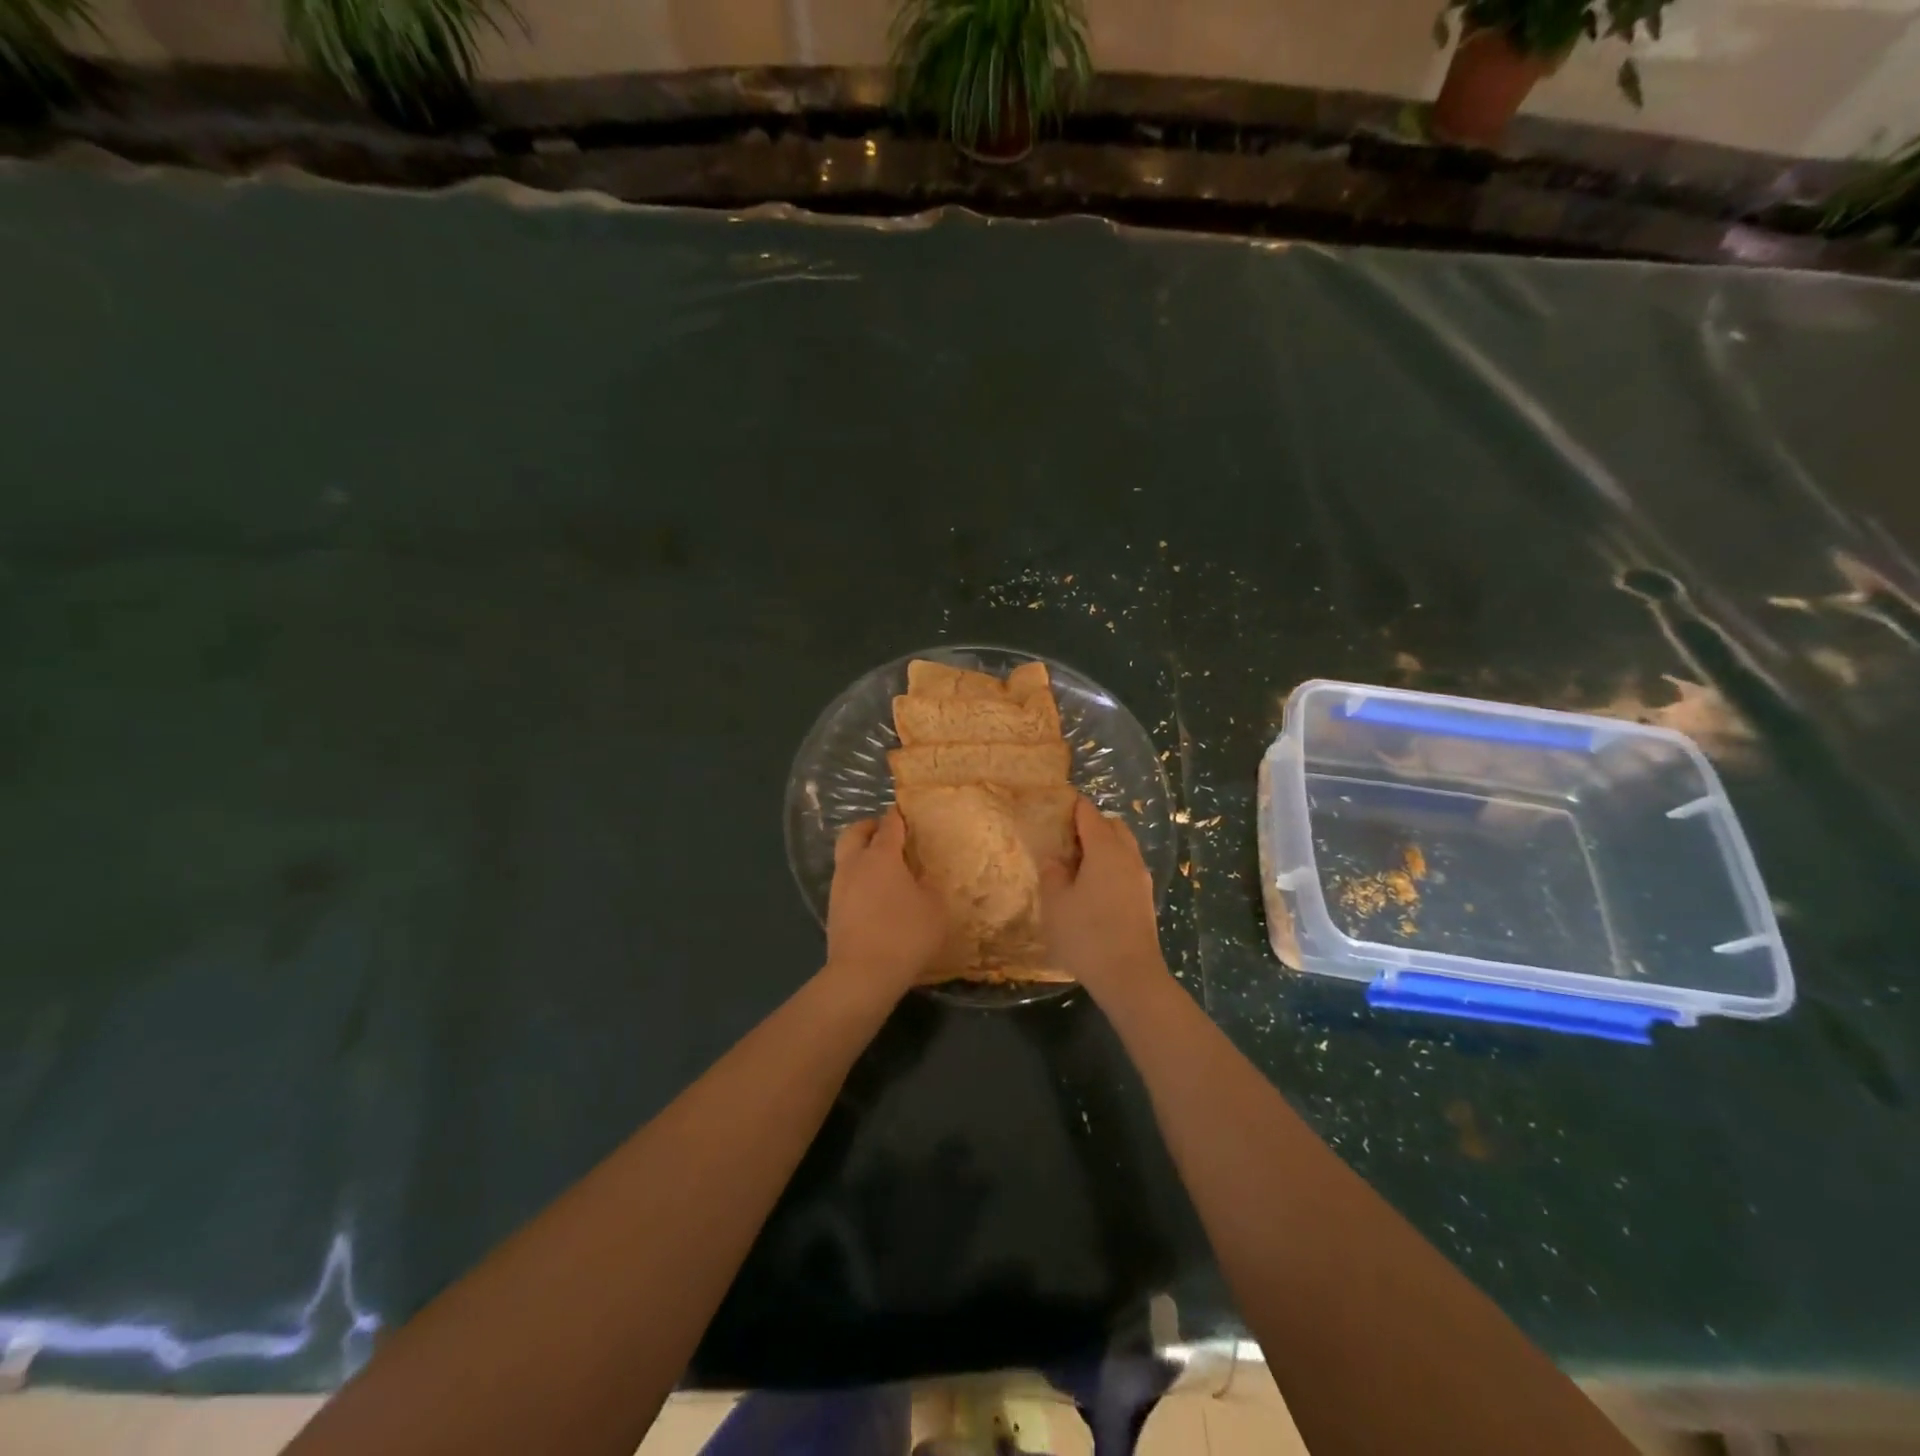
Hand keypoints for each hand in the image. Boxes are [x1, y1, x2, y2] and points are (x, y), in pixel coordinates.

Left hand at [824, 808, 946, 997]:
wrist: (862, 975)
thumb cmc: (904, 934)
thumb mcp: (934, 908)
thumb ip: (929, 885)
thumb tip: (921, 877)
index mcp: (881, 855)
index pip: (890, 823)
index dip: (900, 815)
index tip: (909, 813)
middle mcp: (855, 864)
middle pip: (855, 832)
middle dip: (870, 827)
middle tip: (889, 834)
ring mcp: (839, 887)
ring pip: (847, 857)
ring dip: (862, 854)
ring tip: (885, 868)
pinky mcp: (833, 910)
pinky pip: (846, 882)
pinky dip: (859, 879)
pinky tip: (876, 895)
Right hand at [1041, 796, 1168, 1001]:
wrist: (1130, 976)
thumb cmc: (1086, 934)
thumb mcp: (1056, 903)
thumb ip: (1052, 874)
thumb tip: (1055, 859)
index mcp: (1105, 850)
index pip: (1089, 814)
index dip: (1073, 806)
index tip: (1056, 806)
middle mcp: (1128, 857)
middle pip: (1112, 826)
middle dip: (1091, 825)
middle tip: (1065, 838)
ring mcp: (1140, 878)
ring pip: (1123, 847)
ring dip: (1103, 847)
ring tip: (1077, 864)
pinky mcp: (1145, 899)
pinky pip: (1126, 868)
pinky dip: (1111, 866)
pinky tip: (1093, 887)